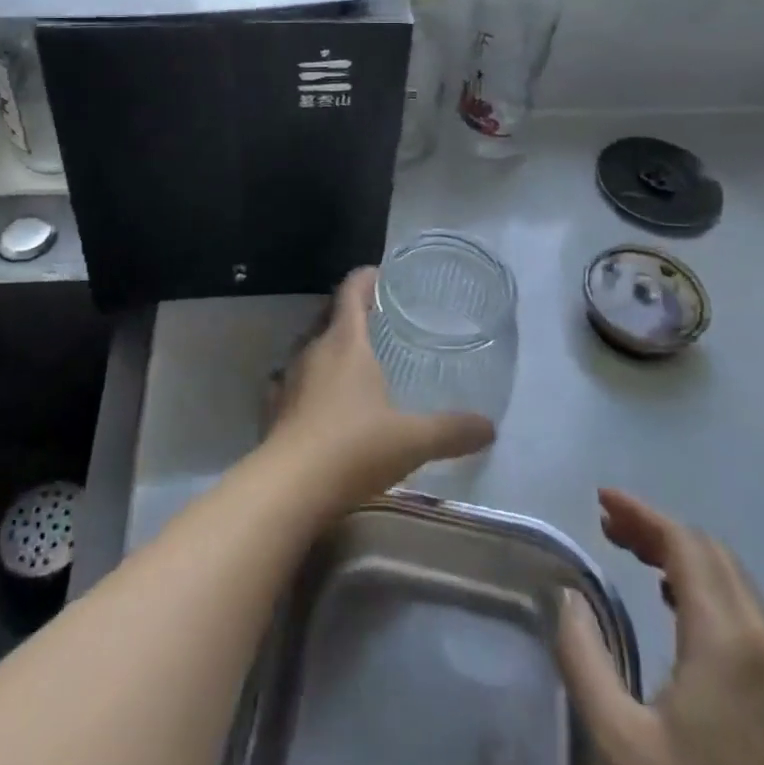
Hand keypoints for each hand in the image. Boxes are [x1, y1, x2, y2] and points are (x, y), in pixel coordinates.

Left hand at [268, 267, 495, 505]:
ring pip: (308, 347)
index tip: (381, 275)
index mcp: (346, 343)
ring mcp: (289, 378)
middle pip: (328, 315)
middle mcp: (314, 350)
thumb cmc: (353, 448)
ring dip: (327, 345)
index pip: (351, 292)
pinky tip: (316, 398)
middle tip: (375, 318)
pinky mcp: (274, 408)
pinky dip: (306, 380)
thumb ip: (451, 430)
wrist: (289, 489)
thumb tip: (490, 427)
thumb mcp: (412, 440)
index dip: (365, 278)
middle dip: (349, 311)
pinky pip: (290, 381)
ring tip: (351, 358)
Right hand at [555, 490, 763, 764]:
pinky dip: (707, 588)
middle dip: (658, 529)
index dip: (641, 513)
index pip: (684, 543)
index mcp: (728, 638)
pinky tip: (678, 607)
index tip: (600, 500)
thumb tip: (570, 597)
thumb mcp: (620, 743)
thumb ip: (585, 658)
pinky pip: (747, 612)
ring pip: (733, 581)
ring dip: (683, 557)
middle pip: (711, 553)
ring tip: (634, 555)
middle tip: (608, 526)